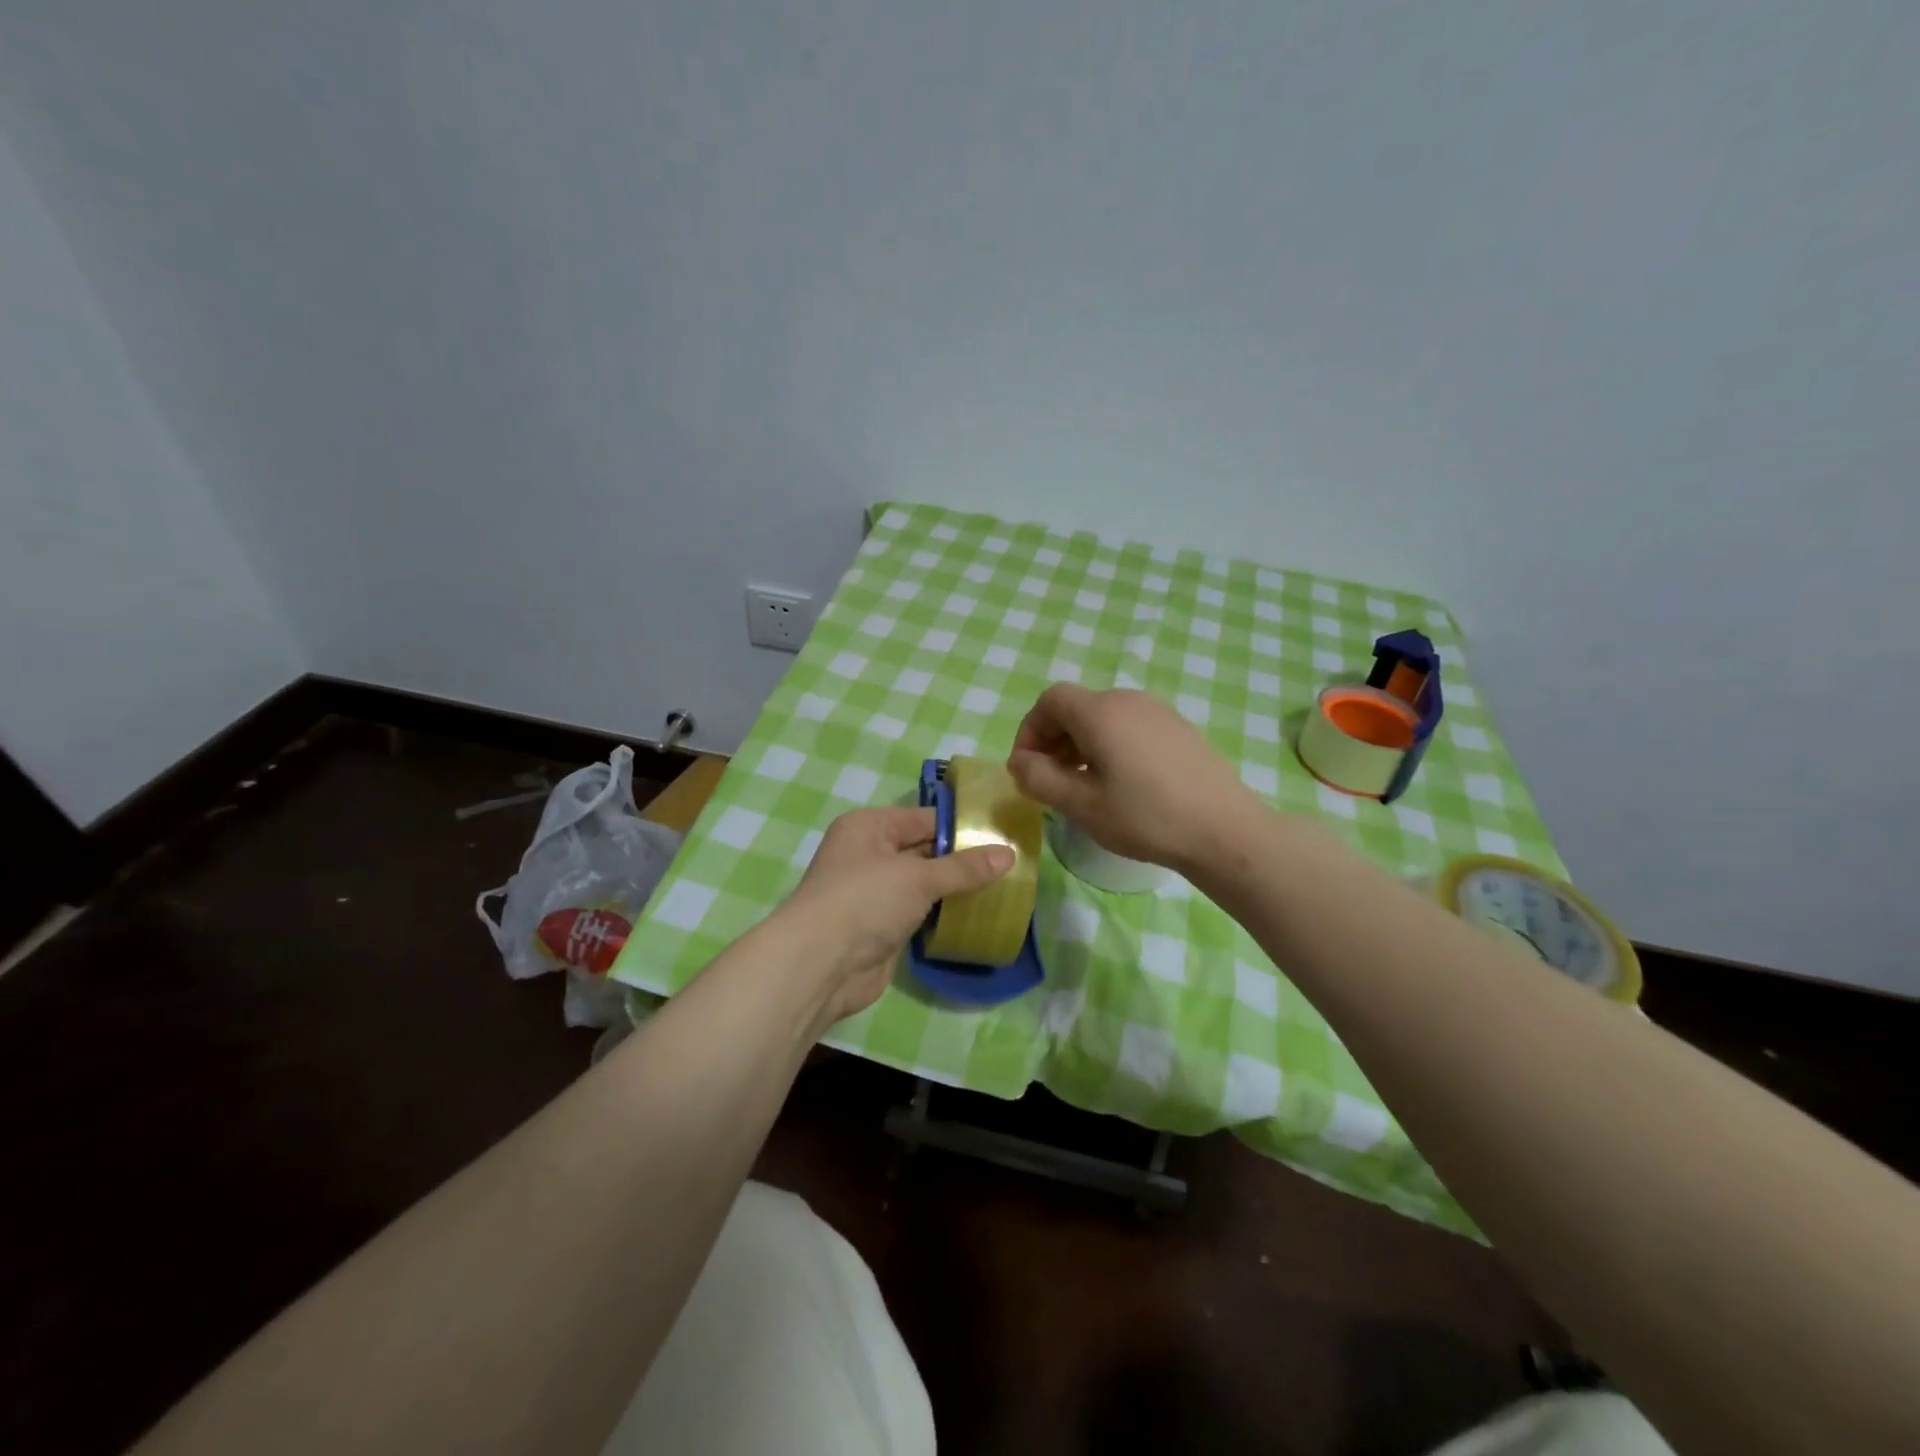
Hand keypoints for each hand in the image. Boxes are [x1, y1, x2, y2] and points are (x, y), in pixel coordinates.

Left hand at [775, 806, 1012, 1024]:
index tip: (1002, 834)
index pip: (924, 818)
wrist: (820, 965)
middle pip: (925, 850)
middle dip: (963, 859)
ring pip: (924, 884)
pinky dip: (944, 914)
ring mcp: (875, 892)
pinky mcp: (882, 926)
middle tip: (1010, 864)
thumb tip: (1009, 854)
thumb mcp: (918, 877)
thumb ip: (964, 868)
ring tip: (1004, 888)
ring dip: (956, 889)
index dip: (962, 826)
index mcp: (870, 827)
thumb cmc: (865, 901)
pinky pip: (920, 912)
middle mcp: (870, 854)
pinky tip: (977, 916)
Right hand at [1007, 684, 1257, 872]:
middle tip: (1050, 781)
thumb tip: (1019, 762)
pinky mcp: (1179, 728)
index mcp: (1101, 712)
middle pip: (1076, 707)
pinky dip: (1110, 745)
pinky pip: (1130, 726)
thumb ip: (1039, 779)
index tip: (1027, 768)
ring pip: (1104, 717)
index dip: (1030, 731)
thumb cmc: (1146, 818)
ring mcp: (1159, 711)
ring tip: (1083, 785)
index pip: (1050, 701)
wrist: (1225, 830)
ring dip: (1081, 744)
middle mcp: (1128, 700)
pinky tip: (1120, 783)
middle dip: (1053, 739)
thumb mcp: (1081, 805)